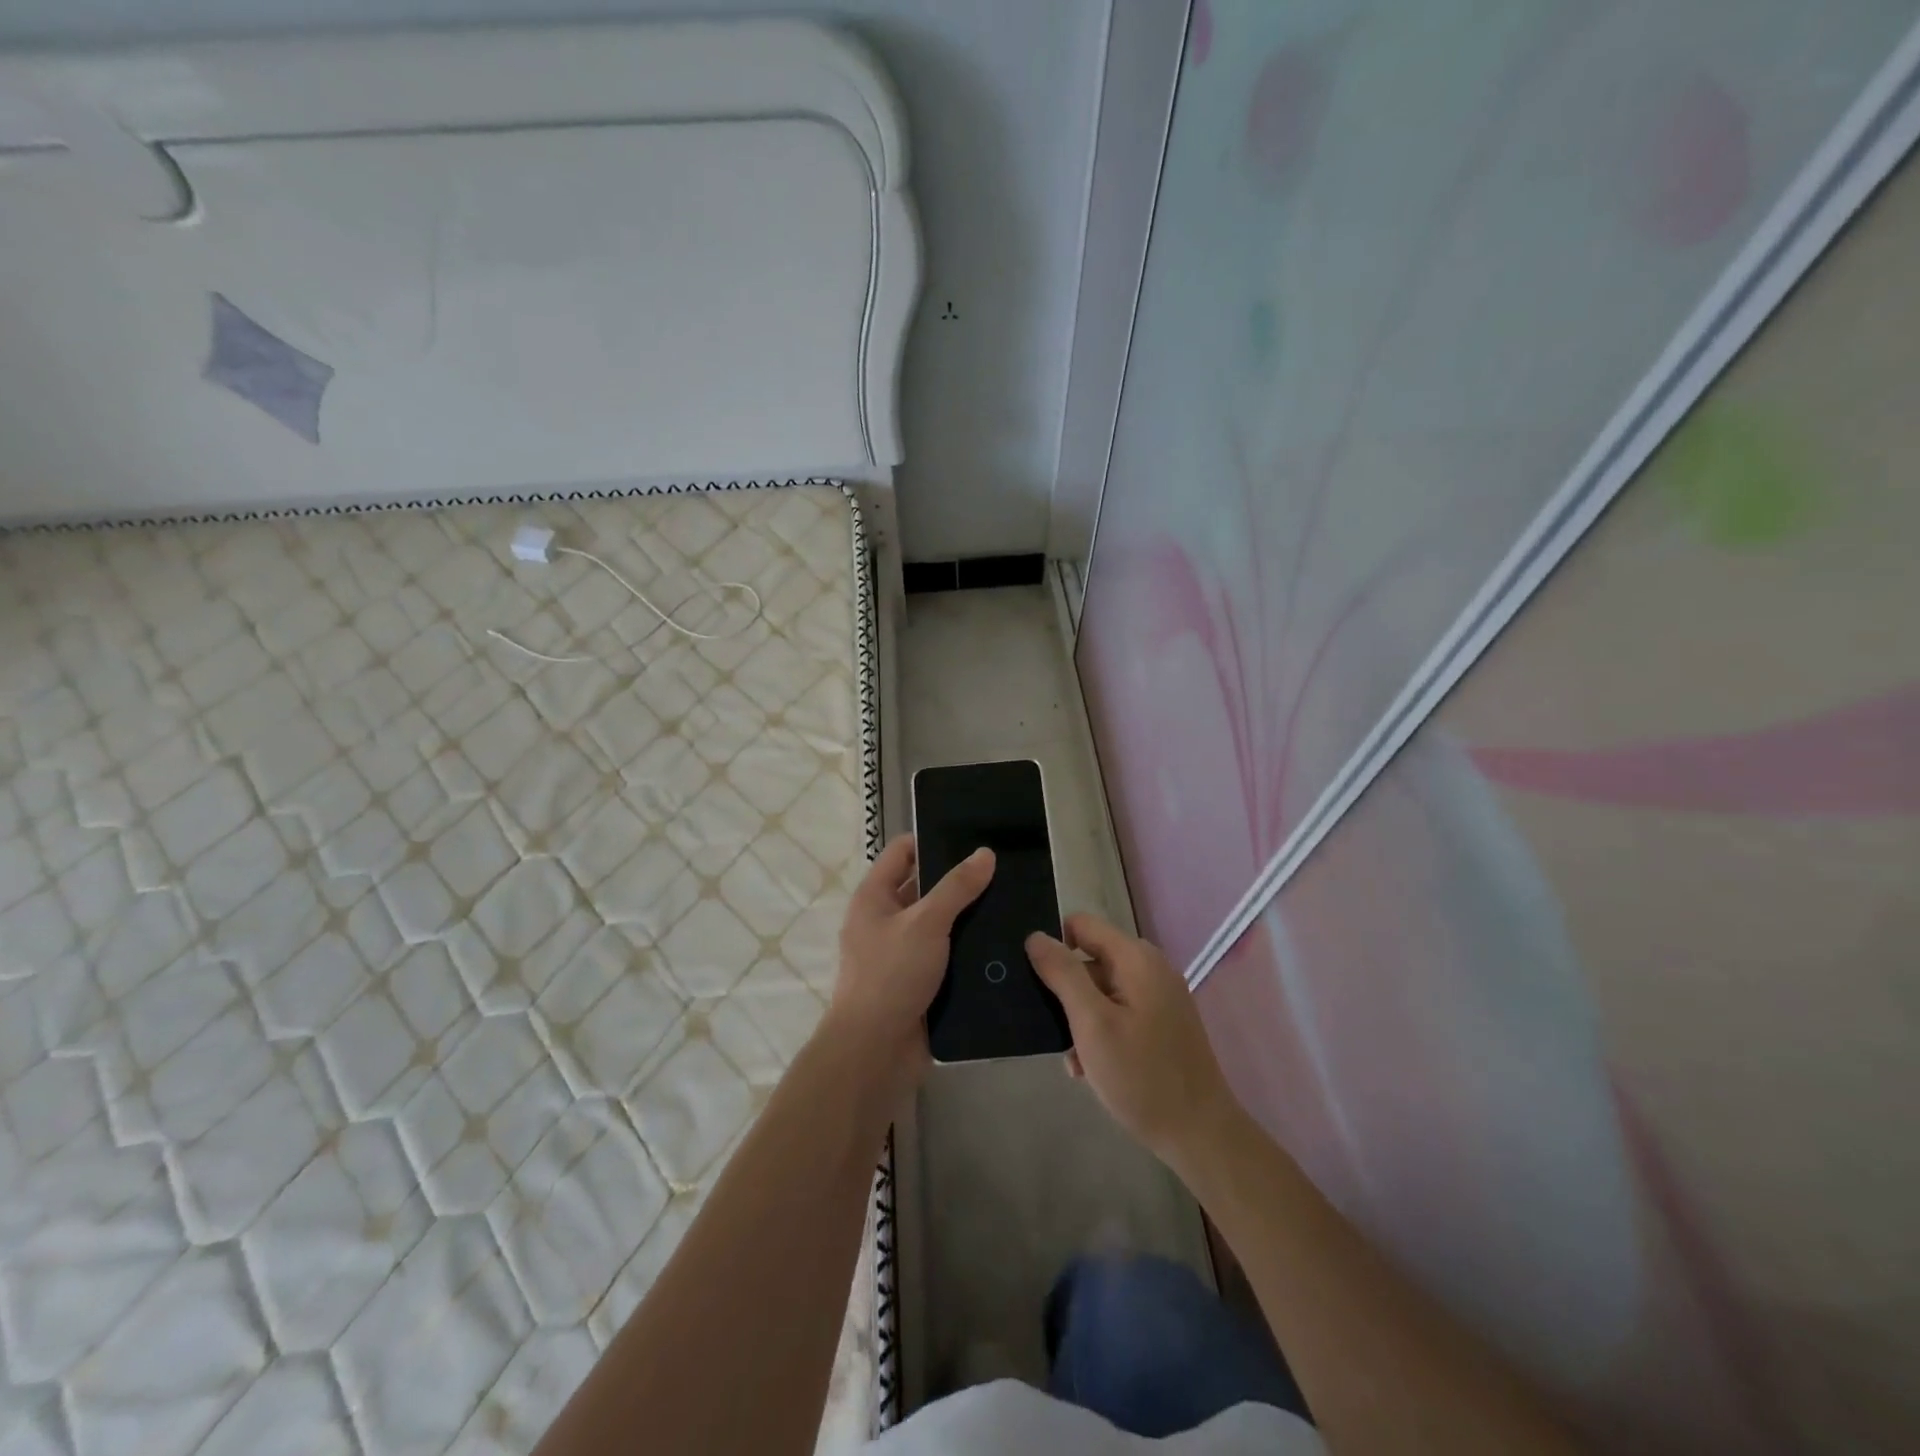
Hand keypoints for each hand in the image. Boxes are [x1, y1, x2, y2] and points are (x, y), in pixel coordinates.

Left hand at [828, 834, 993, 1087]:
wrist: (876, 1051)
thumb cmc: (891, 974)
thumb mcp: (926, 922)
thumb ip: (957, 887)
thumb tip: (985, 853)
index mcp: (874, 896)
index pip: (902, 852)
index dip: (932, 840)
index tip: (972, 837)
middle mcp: (885, 920)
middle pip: (924, 887)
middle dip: (958, 880)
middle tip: (1003, 869)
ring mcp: (902, 952)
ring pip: (939, 923)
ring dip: (967, 916)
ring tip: (1012, 901)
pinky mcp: (919, 981)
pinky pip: (946, 955)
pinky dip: (968, 948)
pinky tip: (1002, 941)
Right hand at [1026, 914, 1239, 1166]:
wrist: (1200, 1135)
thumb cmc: (1141, 1076)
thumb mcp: (1092, 1023)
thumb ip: (1063, 974)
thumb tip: (1035, 936)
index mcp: (1136, 958)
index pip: (1080, 925)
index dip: (1054, 946)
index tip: (1037, 982)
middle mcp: (1150, 968)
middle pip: (1090, 959)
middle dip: (1067, 991)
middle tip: (1055, 1031)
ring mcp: (1159, 996)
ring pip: (1100, 990)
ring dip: (1081, 1019)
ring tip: (1073, 1059)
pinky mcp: (1162, 1023)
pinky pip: (1118, 1012)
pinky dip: (1100, 1032)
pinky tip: (1090, 1068)